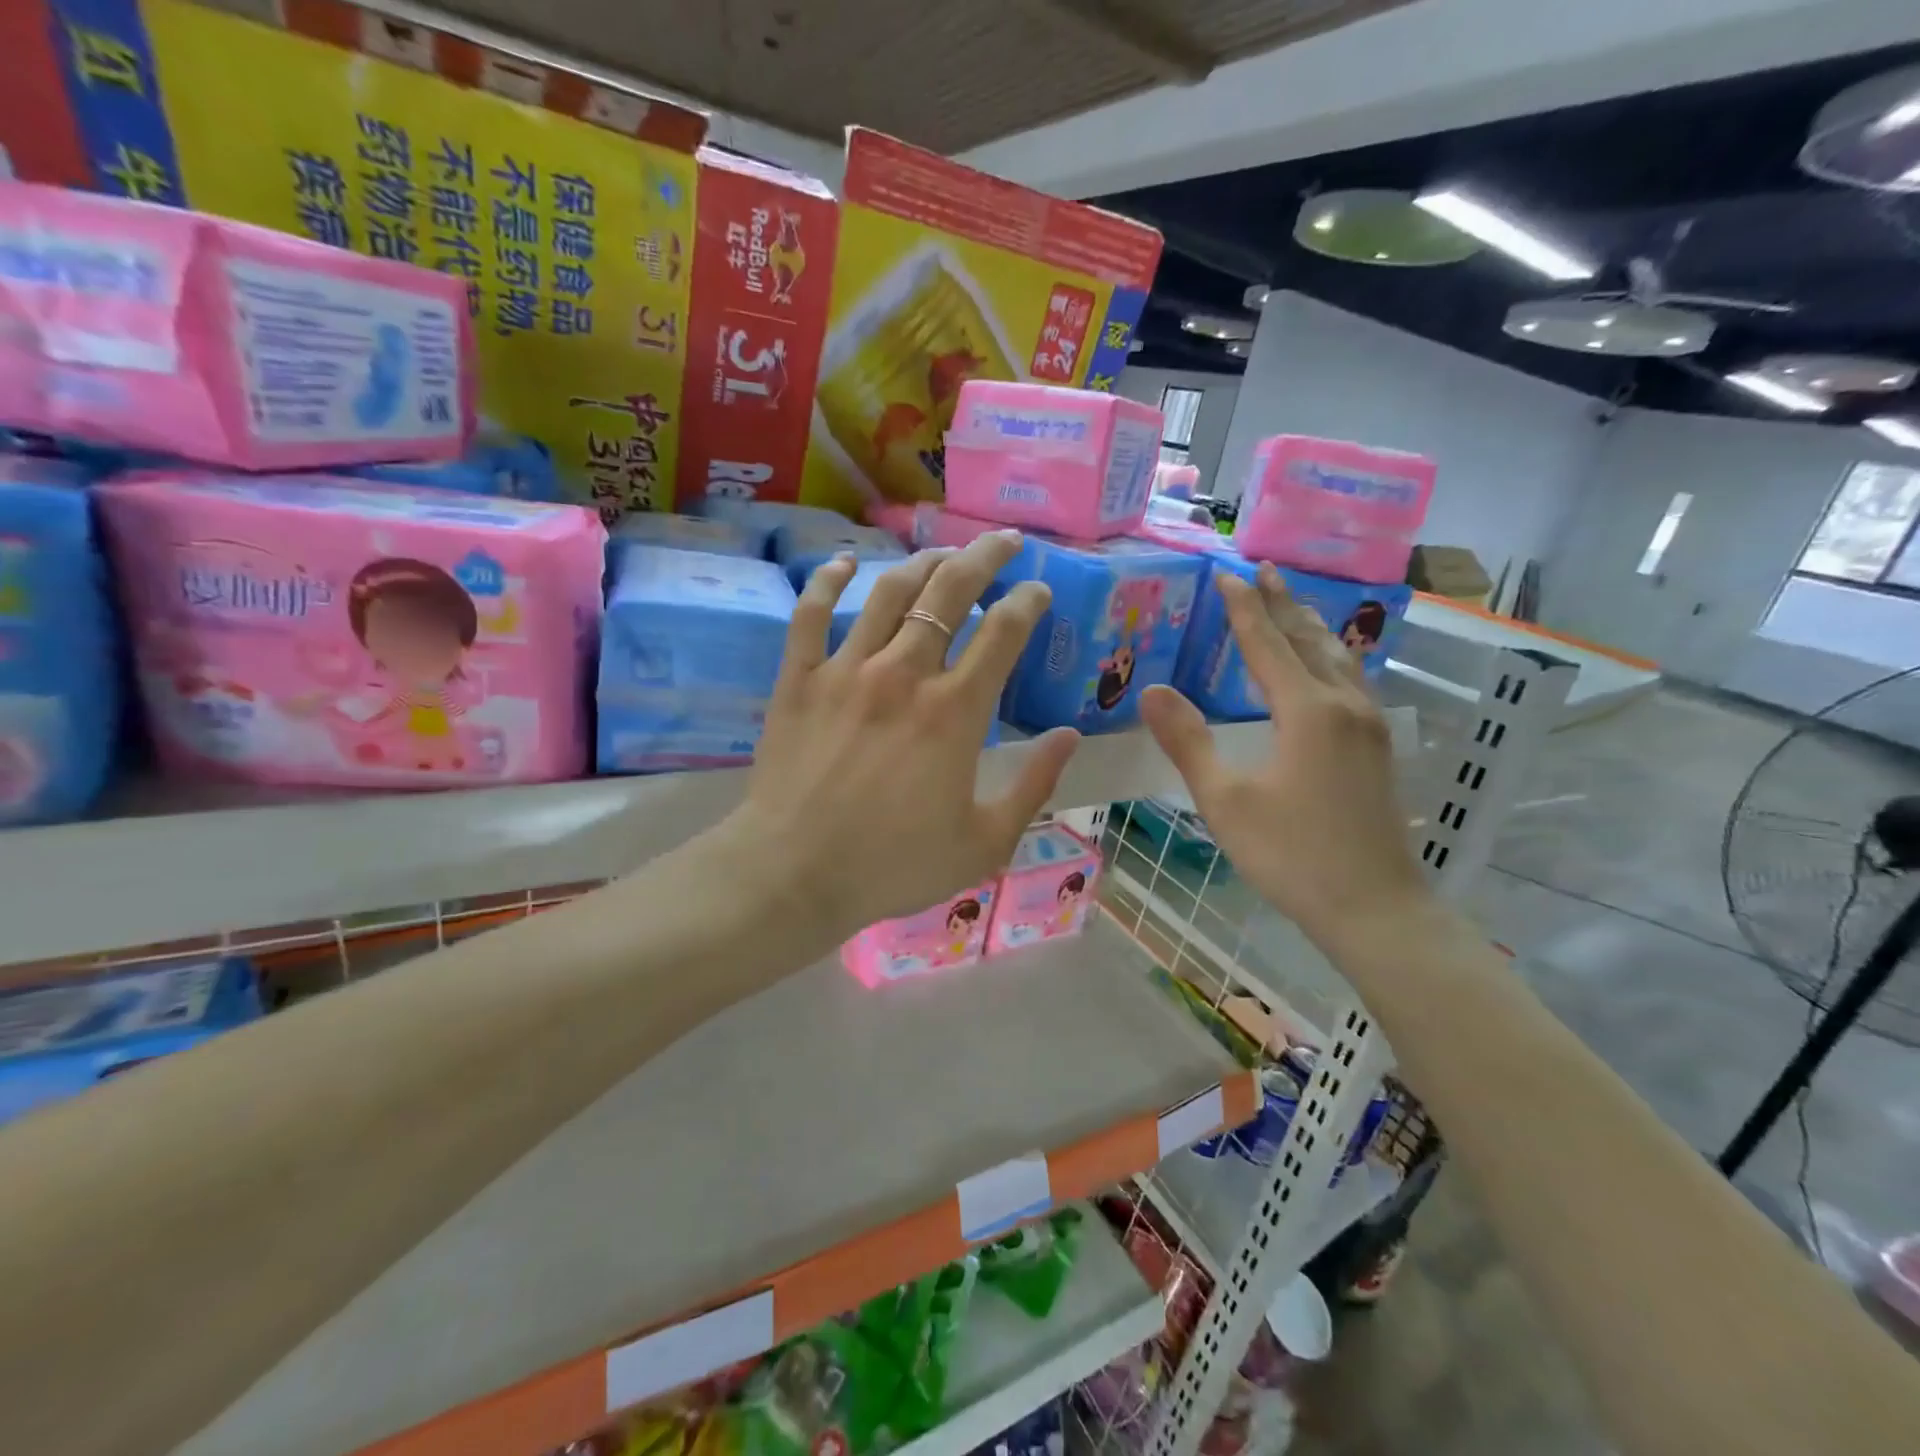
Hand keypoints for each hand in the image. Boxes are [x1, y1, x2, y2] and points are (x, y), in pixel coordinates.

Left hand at [723, 532, 1078, 946]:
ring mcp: (846, 670)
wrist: (795, 875)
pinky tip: (845, 563)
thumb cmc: (895, 865)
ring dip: (921, 564)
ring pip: (888, 592)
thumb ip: (1034, 785)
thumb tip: (1070, 736)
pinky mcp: (799, 680)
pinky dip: (828, 582)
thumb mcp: (985, 842)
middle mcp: (904, 674)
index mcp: (955, 711)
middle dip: (983, 557)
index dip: (1027, 602)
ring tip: (942, 553)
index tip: (1038, 591)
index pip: (1003, 632)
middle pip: (949, 593)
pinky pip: (811, 615)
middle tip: (1003, 540)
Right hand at [1138, 562, 1429, 956]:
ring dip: (1310, 627)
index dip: (1243, 609)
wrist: (1375, 907)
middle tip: (1264, 570)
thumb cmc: (1292, 855)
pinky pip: (1352, 681)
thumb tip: (1152, 691)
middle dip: (1282, 604)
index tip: (1226, 574)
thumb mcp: (1225, 800)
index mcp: (1307, 710)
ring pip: (1338, 658)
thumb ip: (1188, 741)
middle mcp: (1344, 705)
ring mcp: (1369, 726)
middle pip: (1309, 640)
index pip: (1266, 644)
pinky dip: (1331, 657)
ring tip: (1293, 606)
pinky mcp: (1378, 749)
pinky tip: (1329, 668)